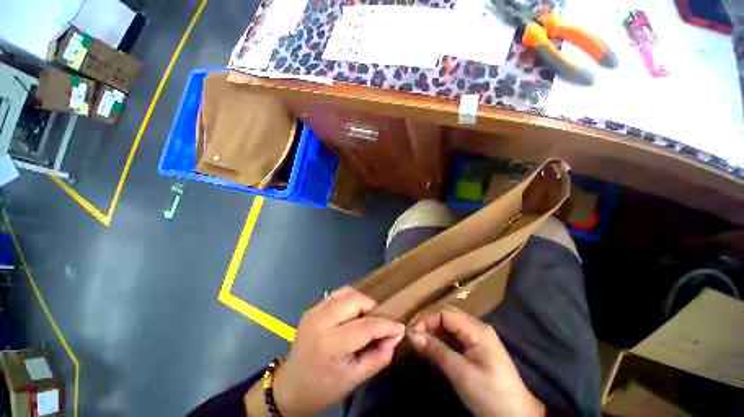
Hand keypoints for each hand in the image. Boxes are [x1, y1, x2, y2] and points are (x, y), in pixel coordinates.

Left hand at [273, 286, 404, 414]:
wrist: (290, 387)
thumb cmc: (323, 388)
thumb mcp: (354, 380)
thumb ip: (379, 357)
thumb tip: (396, 336)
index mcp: (331, 343)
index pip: (367, 326)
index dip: (387, 325)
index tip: (400, 327)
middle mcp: (322, 320)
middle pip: (357, 300)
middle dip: (372, 309)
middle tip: (377, 323)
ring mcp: (315, 310)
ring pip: (347, 291)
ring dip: (361, 302)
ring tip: (364, 318)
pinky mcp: (312, 307)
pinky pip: (337, 294)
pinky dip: (349, 300)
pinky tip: (350, 315)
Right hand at [408, 305, 544, 416]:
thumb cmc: (490, 395)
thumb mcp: (461, 374)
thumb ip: (436, 351)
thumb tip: (412, 335)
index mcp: (477, 330)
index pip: (446, 314)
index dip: (427, 319)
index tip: (412, 332)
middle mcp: (477, 327)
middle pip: (448, 316)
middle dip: (429, 323)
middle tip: (414, 335)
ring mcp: (478, 336)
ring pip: (450, 324)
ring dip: (434, 330)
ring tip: (420, 340)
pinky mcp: (476, 347)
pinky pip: (455, 335)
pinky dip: (441, 338)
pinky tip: (433, 345)